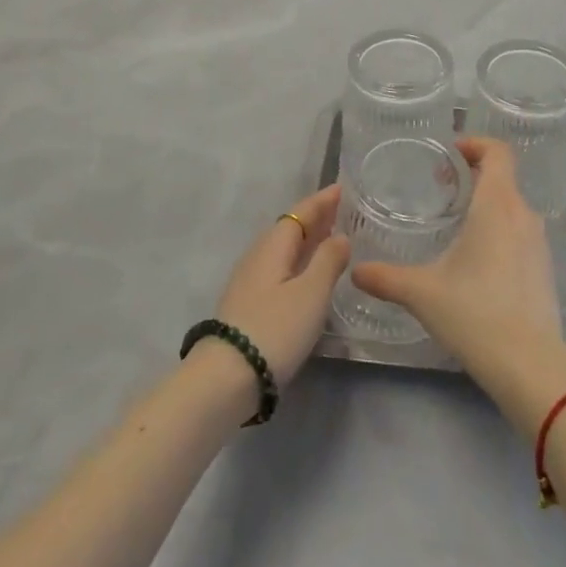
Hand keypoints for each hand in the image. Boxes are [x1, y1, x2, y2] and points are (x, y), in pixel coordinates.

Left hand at [211, 184, 350, 387]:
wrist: (225, 378)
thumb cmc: (275, 328)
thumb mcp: (311, 293)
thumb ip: (328, 261)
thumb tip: (340, 236)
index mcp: (274, 246)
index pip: (300, 213)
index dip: (321, 201)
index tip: (340, 188)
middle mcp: (258, 256)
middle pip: (289, 228)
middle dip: (314, 218)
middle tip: (339, 210)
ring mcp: (249, 281)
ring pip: (283, 249)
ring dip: (306, 240)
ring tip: (328, 238)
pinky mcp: (247, 304)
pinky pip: (278, 267)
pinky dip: (297, 261)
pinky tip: (306, 274)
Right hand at [352, 138, 565, 416]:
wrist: (530, 366)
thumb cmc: (475, 314)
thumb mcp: (422, 292)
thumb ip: (386, 278)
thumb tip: (355, 271)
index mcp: (497, 205)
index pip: (497, 152)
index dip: (475, 144)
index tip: (449, 153)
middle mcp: (523, 215)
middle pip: (503, 177)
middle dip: (473, 175)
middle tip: (442, 188)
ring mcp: (538, 242)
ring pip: (512, 206)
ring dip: (486, 203)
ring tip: (456, 223)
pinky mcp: (544, 268)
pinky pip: (520, 232)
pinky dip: (499, 229)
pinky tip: (476, 260)